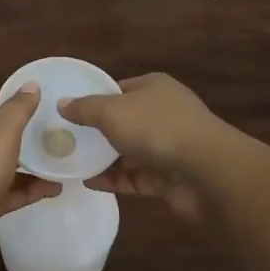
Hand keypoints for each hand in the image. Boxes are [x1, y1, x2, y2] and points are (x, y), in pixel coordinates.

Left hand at [0, 85, 58, 238]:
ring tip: (59, 172)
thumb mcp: (1, 133)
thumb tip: (32, 84)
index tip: (43, 121)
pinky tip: (48, 193)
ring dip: (26, 172)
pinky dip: (20, 193)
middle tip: (54, 148)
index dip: (16, 115)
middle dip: (22, 146)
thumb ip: (18, 109)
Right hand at [61, 73, 226, 218]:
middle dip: (98, 130)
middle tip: (66, 139)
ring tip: (71, 163)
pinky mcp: (170, 177)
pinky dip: (115, 180)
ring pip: (130, 151)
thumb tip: (62, 104)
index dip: (96, 97)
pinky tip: (89, 183)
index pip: (120, 88)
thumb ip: (85, 108)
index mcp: (154, 87)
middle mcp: (164, 113)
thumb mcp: (112, 111)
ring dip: (105, 158)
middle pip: (125, 120)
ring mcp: (169, 146)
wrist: (206, 172)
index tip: (70, 110)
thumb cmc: (156, 128)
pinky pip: (136, 177)